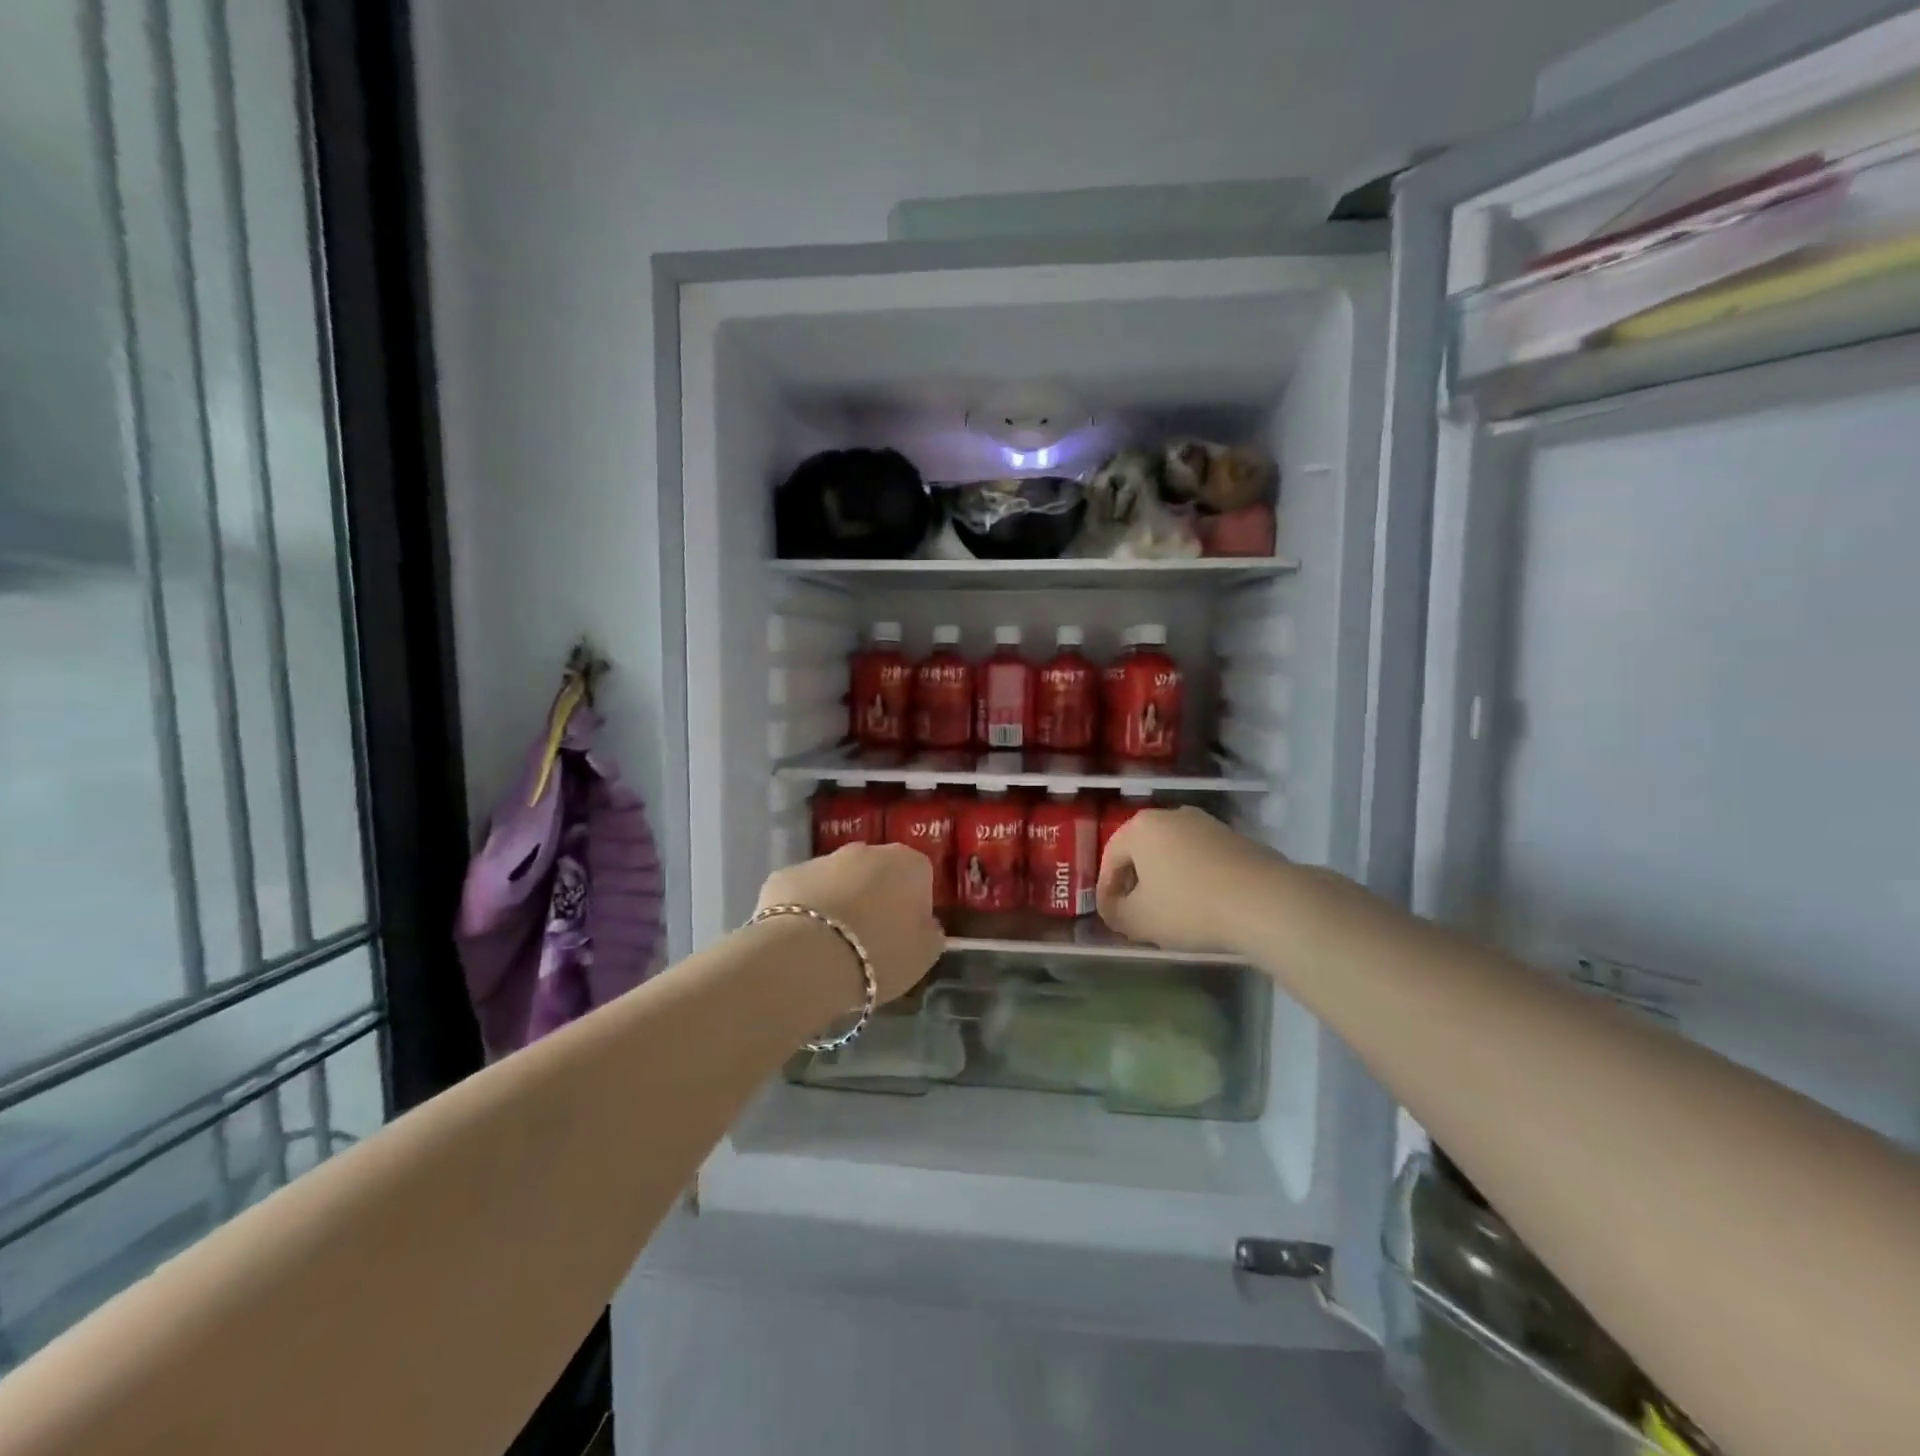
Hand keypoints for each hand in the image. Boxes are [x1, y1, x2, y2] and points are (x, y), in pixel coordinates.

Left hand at [757, 844, 945, 1003]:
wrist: (805, 959)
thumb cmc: (878, 955)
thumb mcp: (924, 955)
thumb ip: (930, 932)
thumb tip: (924, 923)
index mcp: (908, 864)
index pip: (920, 877)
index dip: (914, 906)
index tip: (905, 935)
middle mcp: (866, 851)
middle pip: (877, 873)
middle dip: (875, 898)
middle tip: (870, 939)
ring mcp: (822, 859)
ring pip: (837, 880)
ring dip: (839, 902)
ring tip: (832, 946)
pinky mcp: (784, 875)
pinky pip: (803, 893)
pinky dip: (804, 911)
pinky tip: (801, 943)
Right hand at [1096, 807, 1286, 955]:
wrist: (1264, 901)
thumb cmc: (1189, 906)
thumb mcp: (1138, 920)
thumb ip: (1115, 913)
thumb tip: (1113, 909)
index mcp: (1140, 827)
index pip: (1110, 858)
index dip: (1106, 890)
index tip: (1110, 916)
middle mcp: (1172, 815)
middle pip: (1142, 851)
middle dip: (1136, 882)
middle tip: (1136, 914)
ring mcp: (1207, 824)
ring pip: (1173, 854)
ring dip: (1166, 880)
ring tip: (1170, 912)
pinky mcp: (1236, 839)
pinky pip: (1201, 859)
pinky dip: (1194, 879)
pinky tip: (1202, 905)